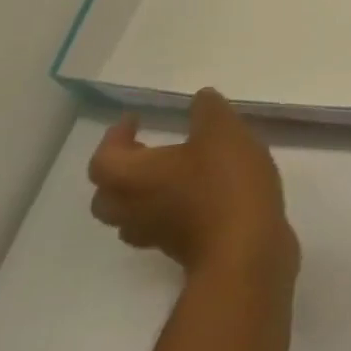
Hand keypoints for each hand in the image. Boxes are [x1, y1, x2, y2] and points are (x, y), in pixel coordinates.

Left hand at [87, 88, 298, 283]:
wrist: (246, 250)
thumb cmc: (224, 184)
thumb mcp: (222, 130)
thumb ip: (208, 110)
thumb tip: (200, 99)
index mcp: (135, 178)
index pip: (103, 160)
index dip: (114, 137)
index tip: (136, 119)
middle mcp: (136, 209)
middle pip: (107, 196)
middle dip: (121, 170)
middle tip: (146, 148)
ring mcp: (158, 235)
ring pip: (133, 215)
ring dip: (144, 193)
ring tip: (175, 170)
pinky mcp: (183, 249)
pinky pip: (164, 225)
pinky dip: (173, 207)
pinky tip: (204, 192)